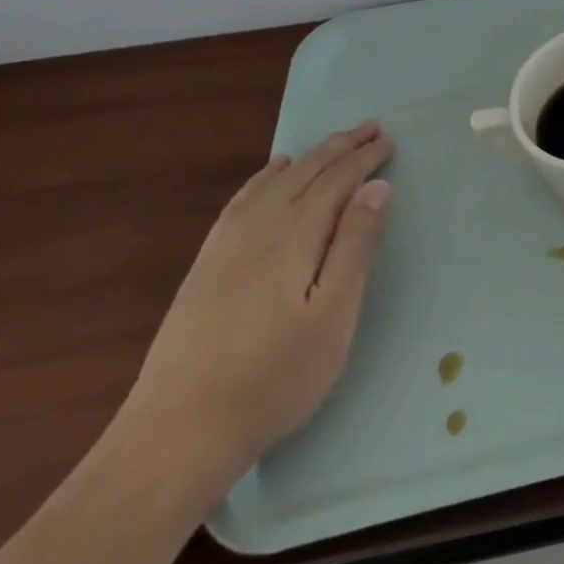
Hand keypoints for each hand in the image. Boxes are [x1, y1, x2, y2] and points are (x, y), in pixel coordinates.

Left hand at [116, 121, 394, 493]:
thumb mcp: (333, 315)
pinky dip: (264, 178)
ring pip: (273, 182)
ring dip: (308, 157)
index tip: (388, 140)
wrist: (175, 435)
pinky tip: (271, 174)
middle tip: (370, 127)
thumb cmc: (274, 377)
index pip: (336, 181)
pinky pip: (241, 201)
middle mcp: (258, 227)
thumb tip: (376, 187)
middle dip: (339, 147)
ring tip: (332, 143)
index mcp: (294, 236)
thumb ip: (356, 246)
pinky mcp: (205, 266)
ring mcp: (225, 246)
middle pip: (305, 173)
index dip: (363, 158)